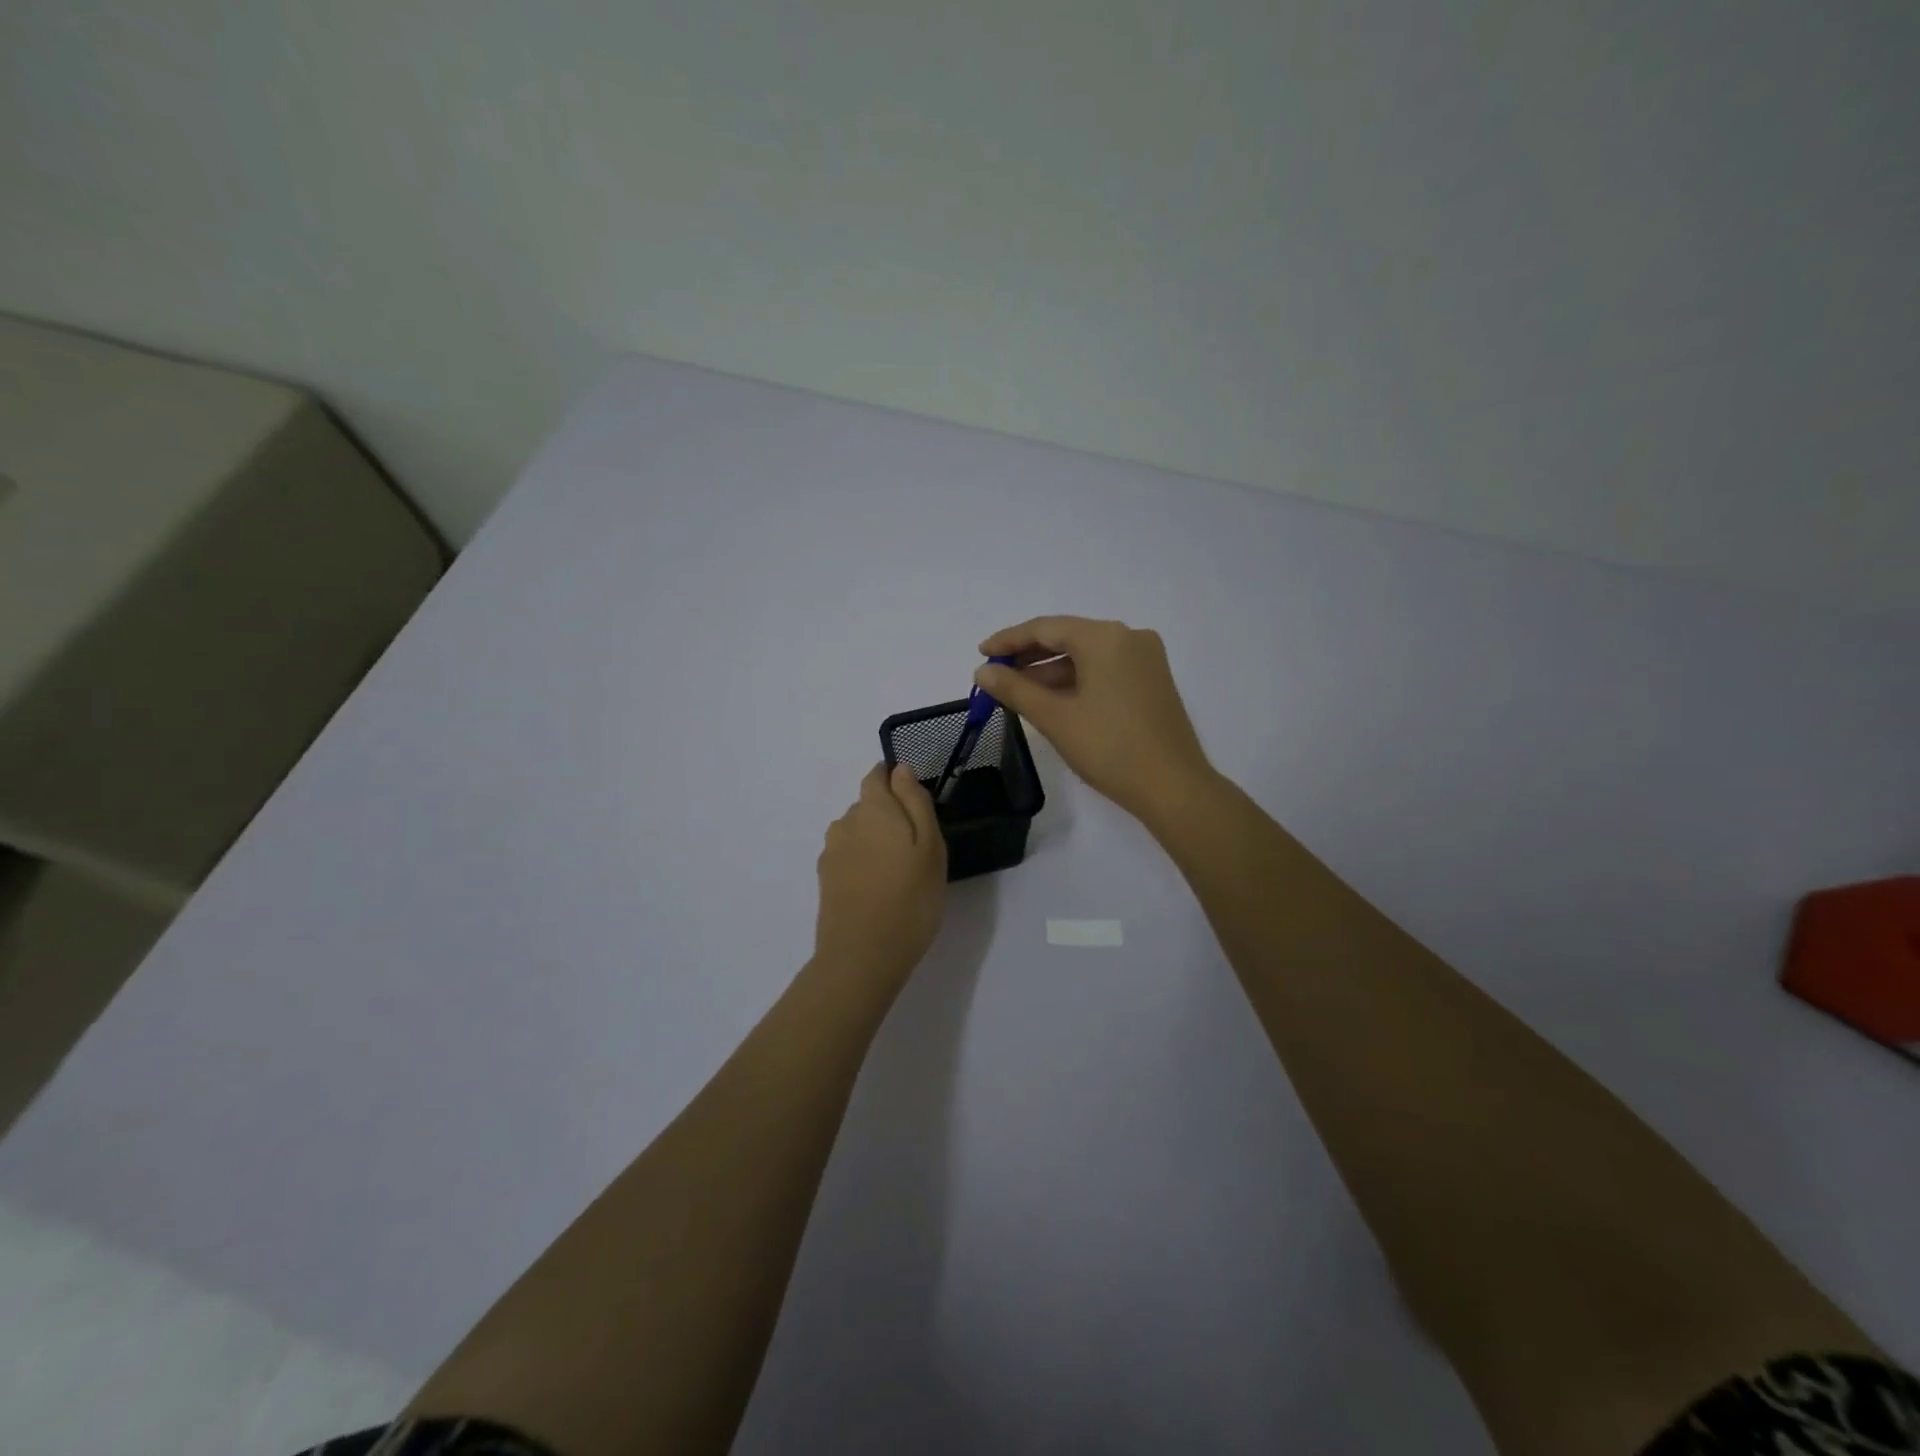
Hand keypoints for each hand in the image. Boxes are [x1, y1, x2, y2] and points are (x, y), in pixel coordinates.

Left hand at [813, 763, 947, 986]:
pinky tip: (879, 889)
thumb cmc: (909, 898)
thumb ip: (914, 802)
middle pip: (867, 805)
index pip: (877, 776)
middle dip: (889, 815)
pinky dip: (864, 864)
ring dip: (875, 841)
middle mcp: (845, 823)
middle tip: (917, 847)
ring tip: (899, 872)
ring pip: (857, 833)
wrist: (862, 957)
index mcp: (872, 808)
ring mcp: (831, 853)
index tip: (916, 801)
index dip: (895, 780)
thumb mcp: (930, 846)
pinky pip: (849, 857)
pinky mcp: (825, 880)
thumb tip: (900, 769)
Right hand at [975, 616, 1214, 821]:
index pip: (1046, 628)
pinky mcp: (1152, 680)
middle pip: (1068, 637)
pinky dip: (1076, 680)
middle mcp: (1128, 637)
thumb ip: (1015, 690)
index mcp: (1105, 637)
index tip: (981, 654)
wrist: (1173, 787)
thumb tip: (983, 672)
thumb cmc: (1109, 748)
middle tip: (996, 675)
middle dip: (1029, 656)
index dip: (1009, 640)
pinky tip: (1052, 699)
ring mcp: (1145, 658)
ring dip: (1051, 670)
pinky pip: (1105, 669)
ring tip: (1017, 691)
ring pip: (1086, 655)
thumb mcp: (1055, 718)